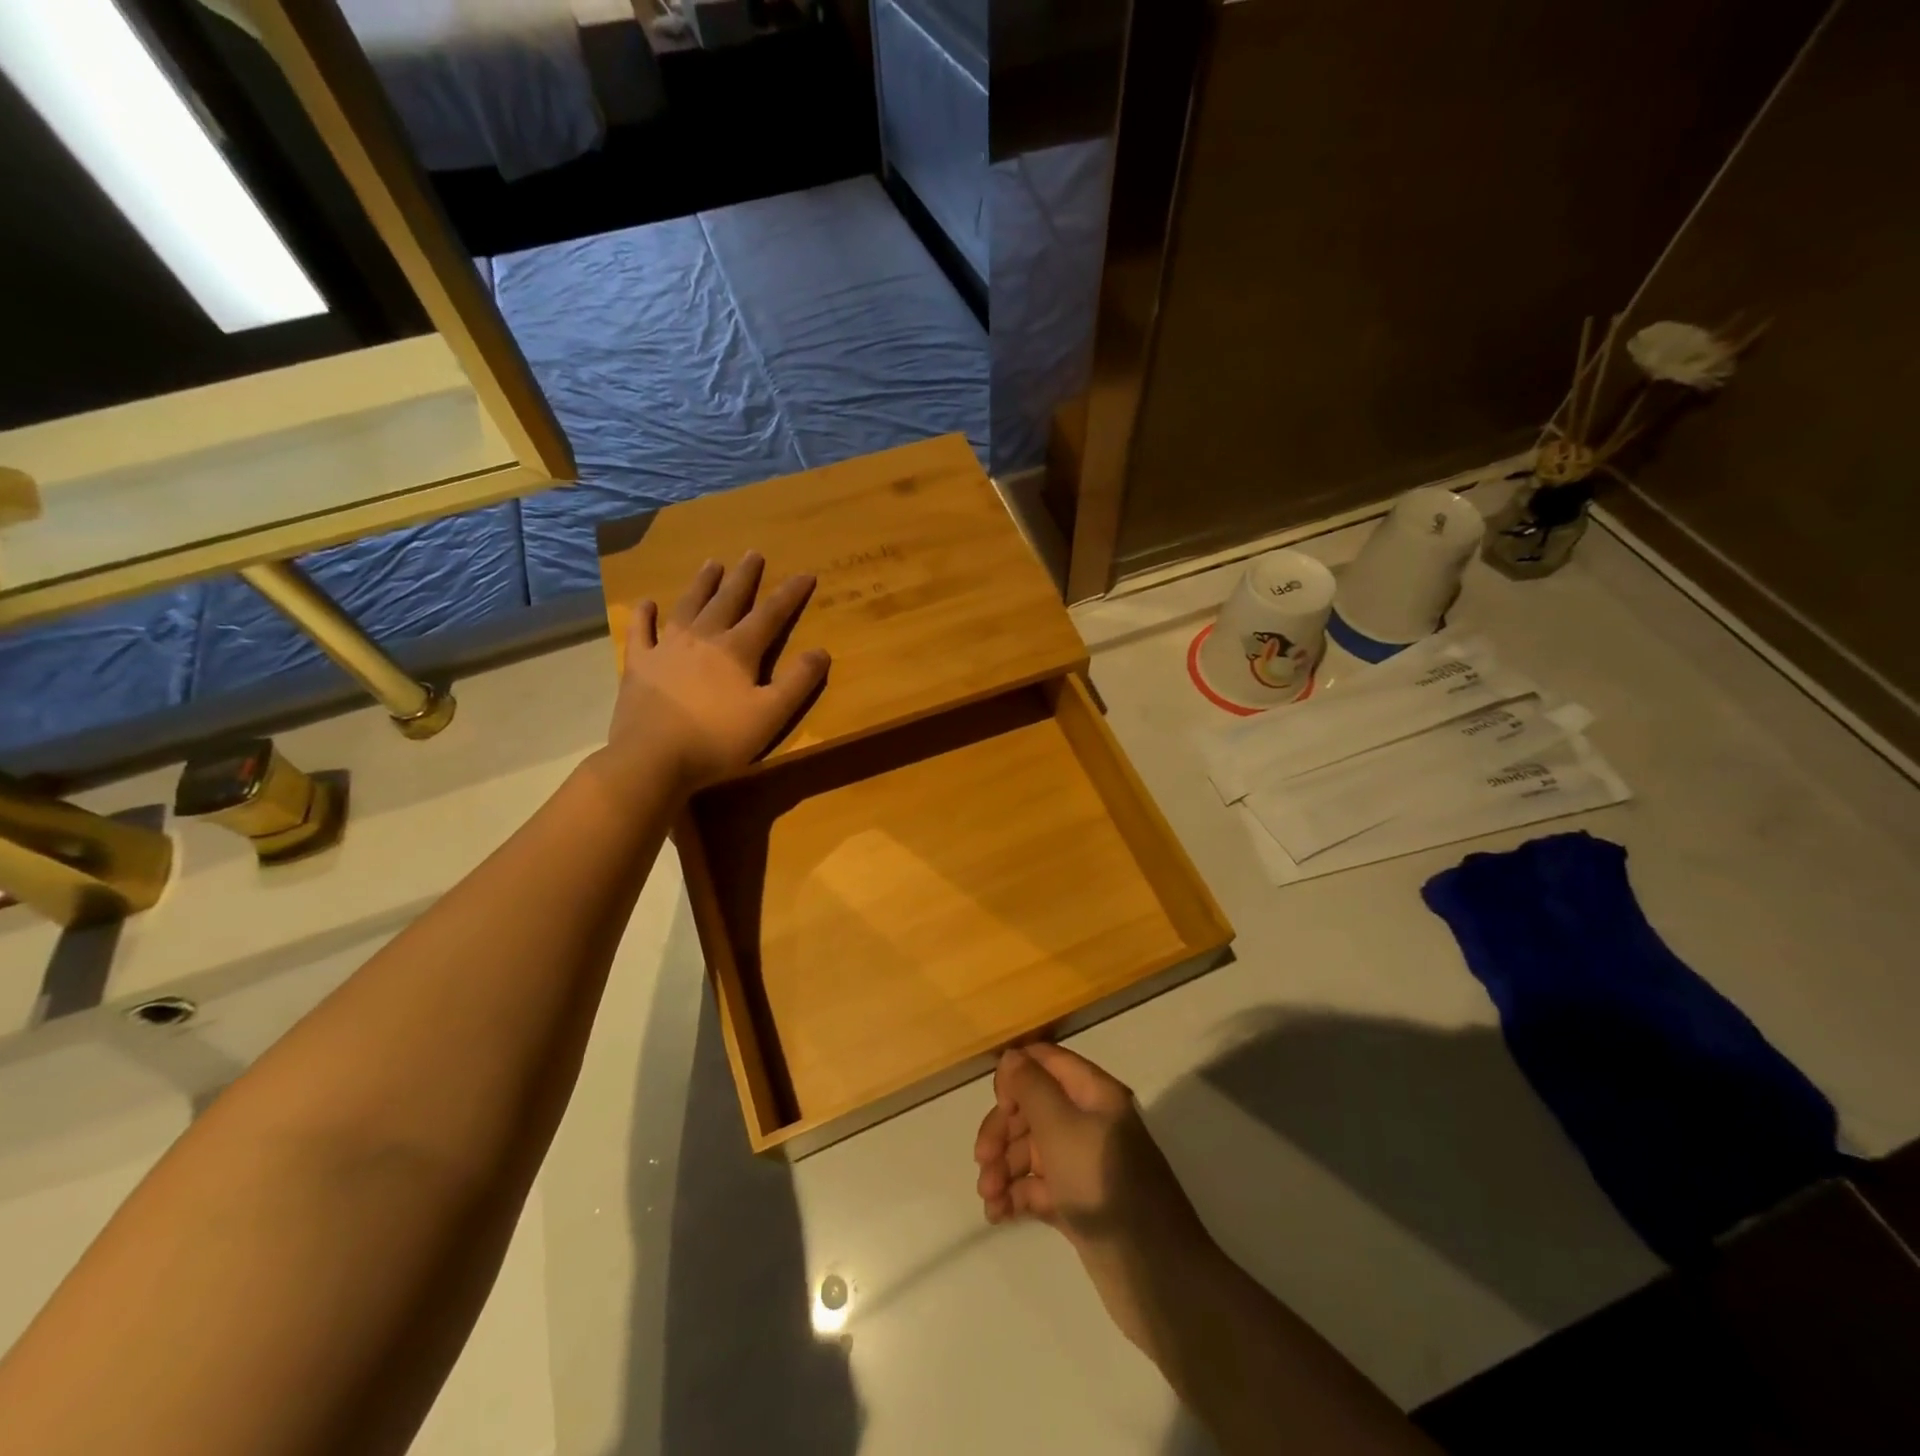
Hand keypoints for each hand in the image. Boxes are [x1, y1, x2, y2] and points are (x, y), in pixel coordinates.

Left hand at [604, 553, 829, 792]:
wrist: (652, 759)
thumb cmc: (718, 740)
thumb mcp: (771, 715)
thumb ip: (797, 682)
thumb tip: (821, 651)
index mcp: (737, 651)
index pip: (770, 615)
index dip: (790, 594)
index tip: (805, 573)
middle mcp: (702, 639)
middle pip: (727, 600)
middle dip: (743, 577)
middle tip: (752, 554)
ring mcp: (666, 649)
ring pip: (688, 607)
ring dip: (701, 585)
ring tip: (711, 564)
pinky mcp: (638, 665)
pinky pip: (641, 632)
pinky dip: (644, 616)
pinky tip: (647, 604)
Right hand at [974, 1045, 1213, 1354]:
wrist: (1156, 1277)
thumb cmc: (1104, 1186)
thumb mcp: (1061, 1128)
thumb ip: (1031, 1088)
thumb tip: (1010, 1057)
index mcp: (1094, 1094)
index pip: (1047, 1062)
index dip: (1016, 1075)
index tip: (996, 1104)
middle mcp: (1090, 1122)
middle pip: (1034, 1108)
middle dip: (1003, 1130)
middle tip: (982, 1160)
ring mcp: (1084, 1164)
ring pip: (1033, 1150)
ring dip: (1004, 1166)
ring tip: (988, 1196)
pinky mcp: (1080, 1203)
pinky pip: (1040, 1187)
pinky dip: (1017, 1195)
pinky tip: (997, 1214)